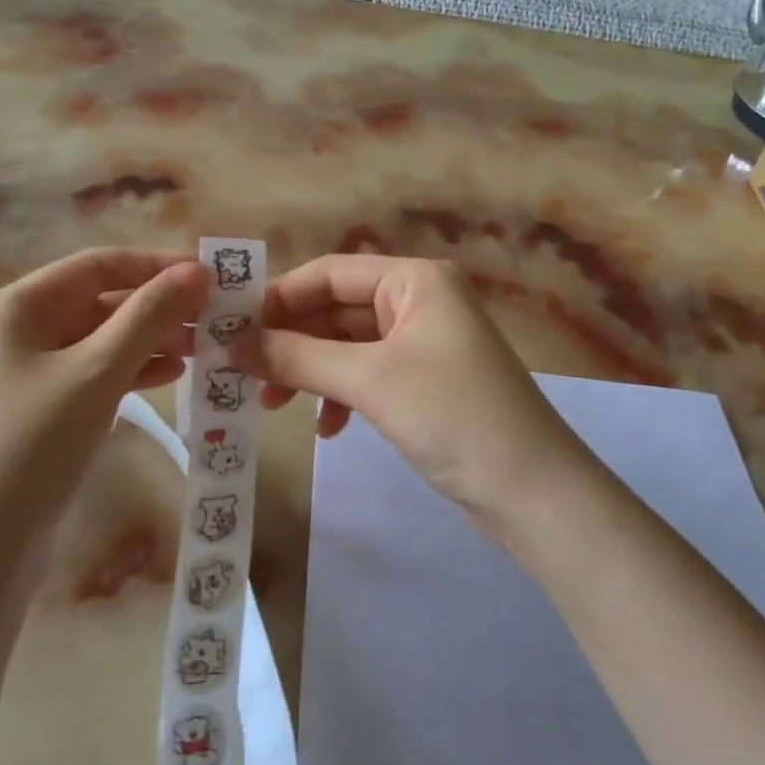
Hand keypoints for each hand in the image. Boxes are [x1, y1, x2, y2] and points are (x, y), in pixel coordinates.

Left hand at [0, 249, 209, 593]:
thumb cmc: (28, 449)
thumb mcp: (95, 374)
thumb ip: (149, 317)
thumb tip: (198, 270)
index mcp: (15, 307)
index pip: (97, 265)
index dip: (155, 265)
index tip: (210, 276)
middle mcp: (14, 332)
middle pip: (98, 302)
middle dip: (157, 307)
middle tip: (216, 319)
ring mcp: (23, 377)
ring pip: (98, 342)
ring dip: (150, 340)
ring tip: (203, 348)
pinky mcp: (35, 416)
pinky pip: (91, 376)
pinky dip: (131, 372)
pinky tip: (170, 377)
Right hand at [235, 256, 589, 531]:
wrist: (533, 492)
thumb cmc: (453, 416)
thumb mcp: (369, 380)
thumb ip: (299, 356)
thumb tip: (233, 344)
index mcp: (414, 280)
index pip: (329, 272)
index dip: (278, 298)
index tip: (231, 330)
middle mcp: (419, 301)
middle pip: (335, 308)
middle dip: (291, 340)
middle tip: (242, 373)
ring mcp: (423, 343)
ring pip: (347, 345)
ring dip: (310, 370)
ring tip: (271, 403)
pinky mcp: (424, 383)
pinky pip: (367, 375)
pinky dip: (340, 395)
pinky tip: (325, 429)